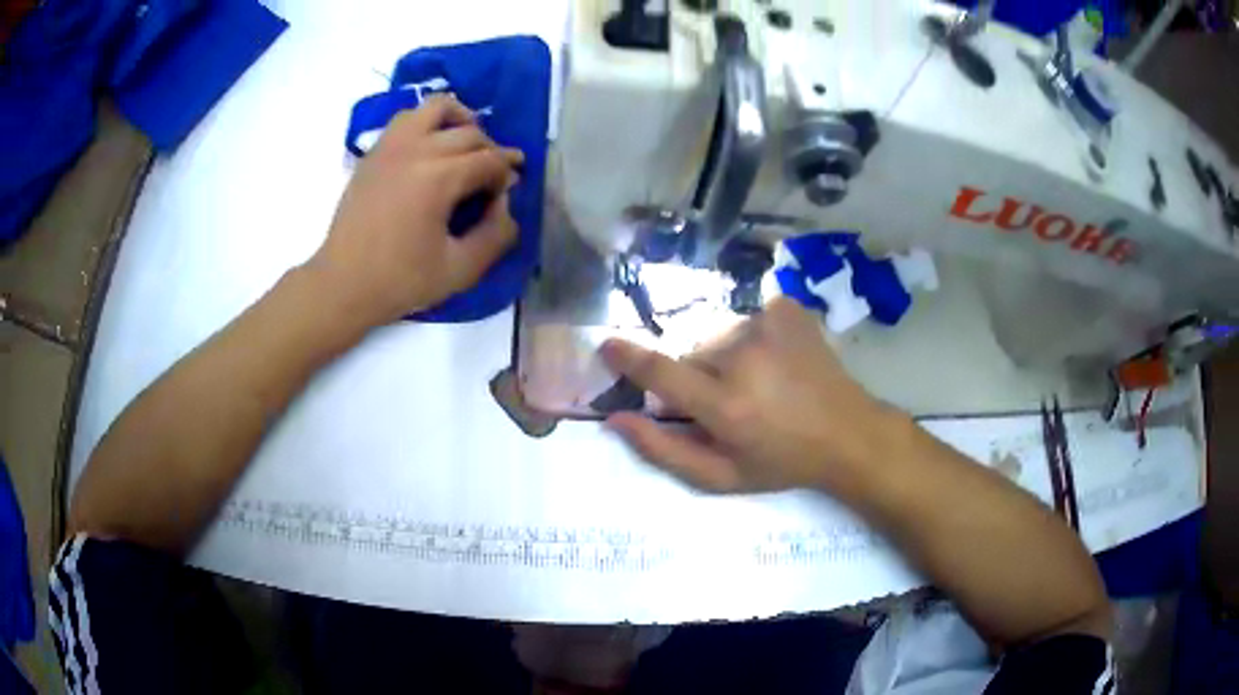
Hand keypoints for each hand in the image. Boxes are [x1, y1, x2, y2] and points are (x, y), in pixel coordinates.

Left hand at [307, 94, 523, 328]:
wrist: (342, 284)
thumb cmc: (400, 282)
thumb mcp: (460, 270)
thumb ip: (496, 235)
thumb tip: (507, 204)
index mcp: (438, 178)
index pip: (490, 160)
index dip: (507, 174)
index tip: (509, 193)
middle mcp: (417, 150)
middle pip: (470, 133)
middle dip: (492, 151)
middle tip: (495, 177)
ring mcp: (391, 146)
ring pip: (437, 108)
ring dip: (461, 121)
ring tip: (466, 145)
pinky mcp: (374, 152)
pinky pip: (407, 118)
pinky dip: (428, 123)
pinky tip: (432, 146)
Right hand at [600, 297, 902, 496]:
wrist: (847, 432)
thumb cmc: (781, 462)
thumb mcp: (721, 477)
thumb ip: (663, 450)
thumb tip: (615, 420)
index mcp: (726, 405)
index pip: (661, 373)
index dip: (628, 358)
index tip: (607, 346)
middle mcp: (743, 356)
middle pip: (691, 354)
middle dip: (696, 376)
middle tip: (728, 400)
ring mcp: (769, 324)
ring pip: (718, 335)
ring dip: (726, 356)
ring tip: (759, 381)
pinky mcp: (787, 308)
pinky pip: (747, 317)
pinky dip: (753, 337)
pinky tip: (777, 359)